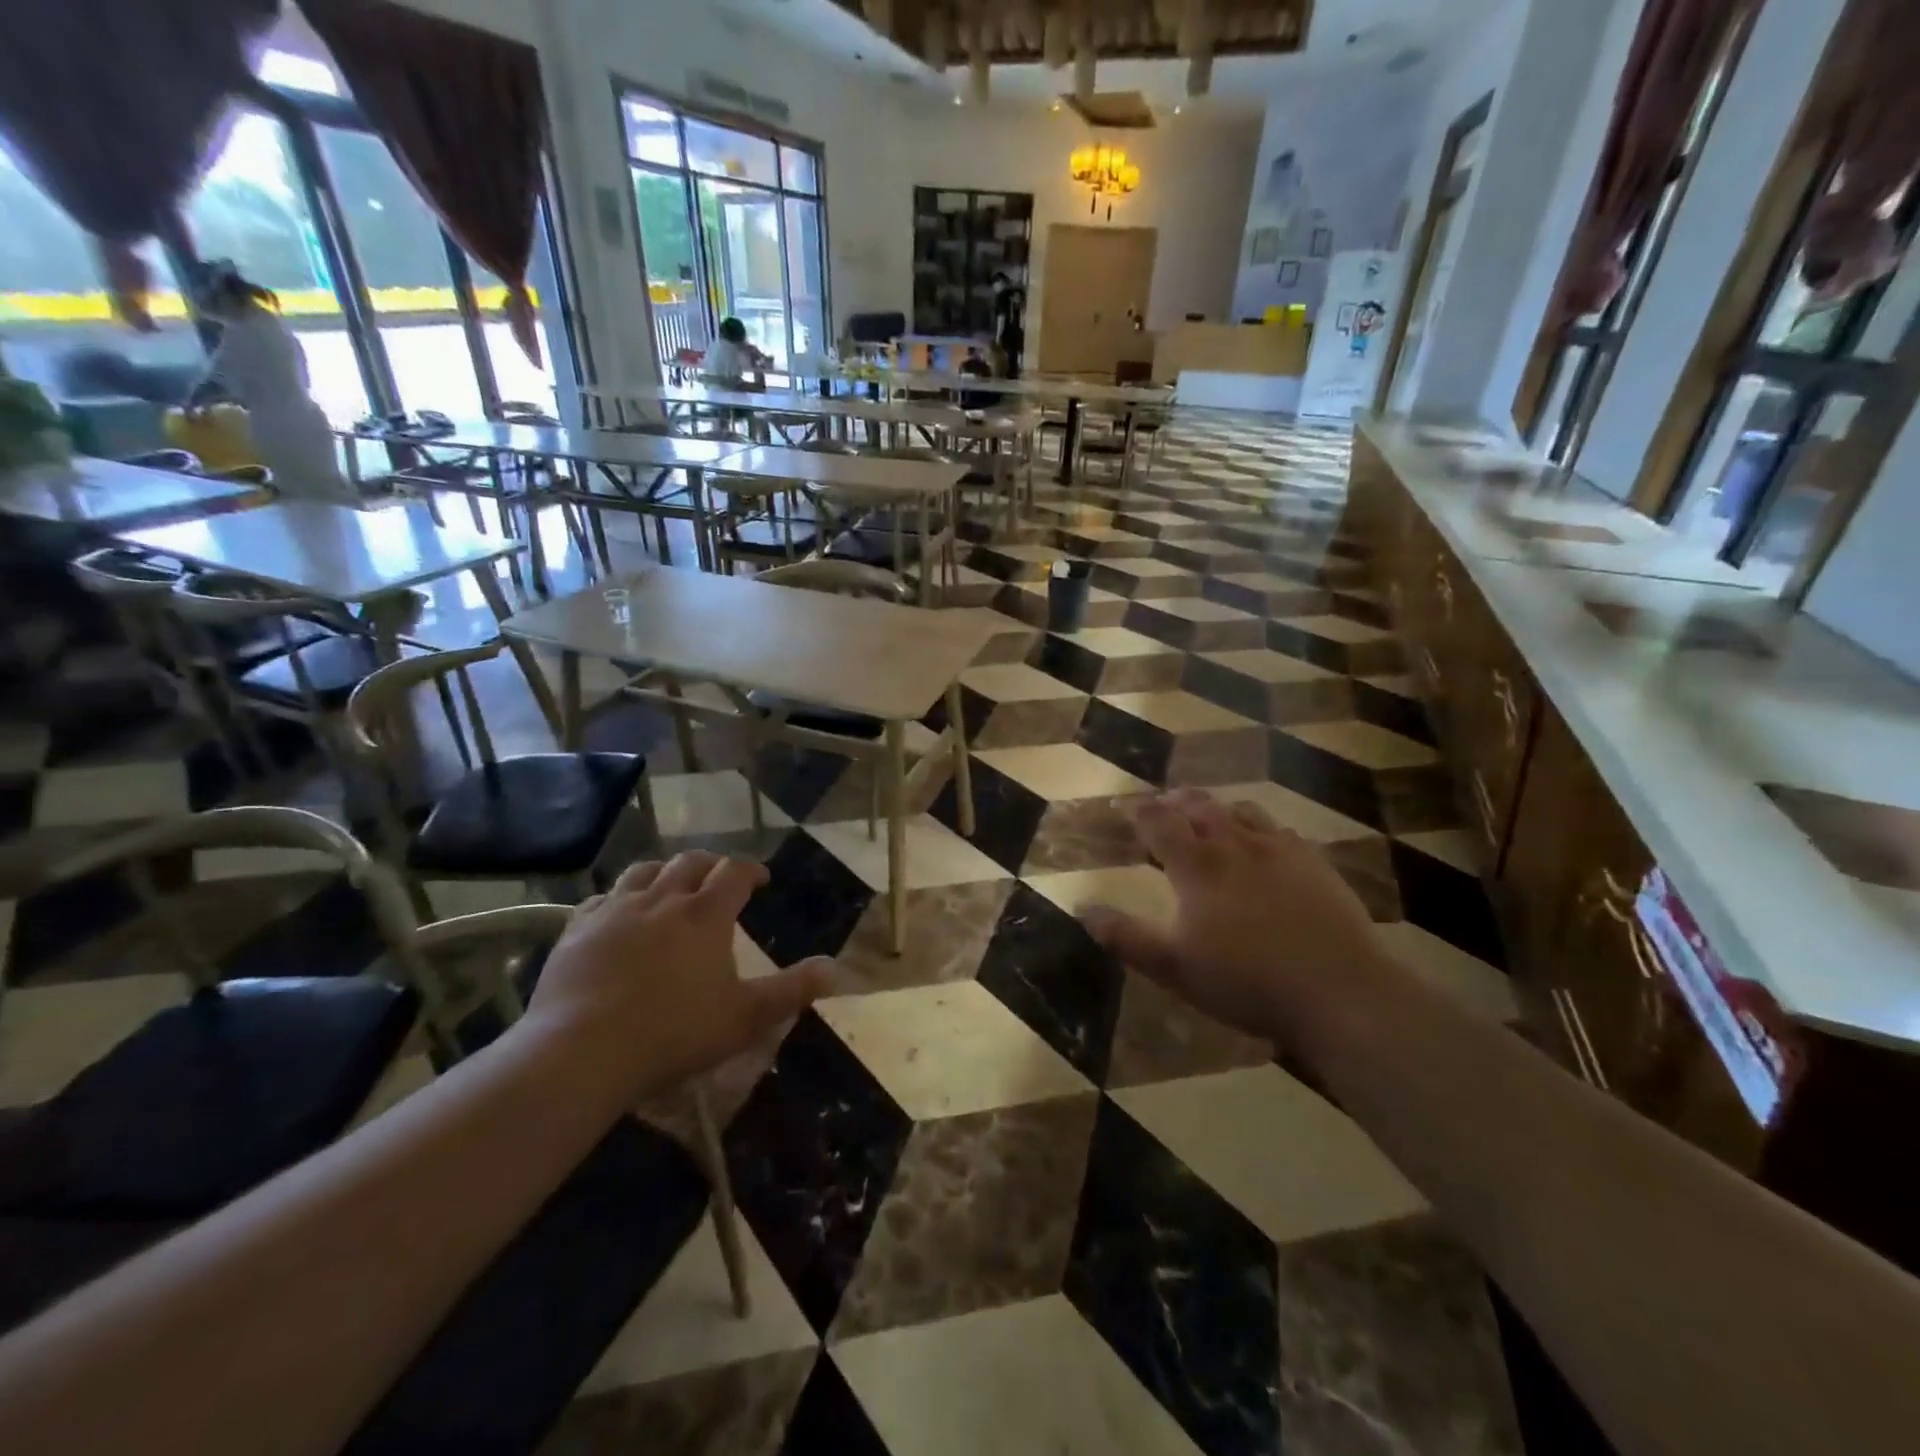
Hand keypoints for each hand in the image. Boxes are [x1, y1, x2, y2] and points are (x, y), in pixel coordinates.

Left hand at [525, 853, 830, 1099]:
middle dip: (710, 865)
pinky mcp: (576, 930)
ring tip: (671, 885)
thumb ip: (792, 990)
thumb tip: (834, 968)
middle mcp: (661, 900)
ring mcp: (614, 911)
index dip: (751, 870)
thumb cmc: (674, 1033)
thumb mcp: (745, 1017)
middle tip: (719, 878)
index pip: (734, 873)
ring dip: (664, 872)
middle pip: (689, 863)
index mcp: (705, 915)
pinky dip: (618, 899)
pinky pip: (600, 899)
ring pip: (644, 872)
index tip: (761, 879)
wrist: (582, 1052)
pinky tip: (617, 914)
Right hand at [1082, 791, 1391, 1044]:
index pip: (1159, 822)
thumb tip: (1082, 908)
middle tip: (1163, 803)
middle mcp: (1235, 844)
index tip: (1124, 806)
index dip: (1138, 810)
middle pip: (1199, 807)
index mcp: (1197, 866)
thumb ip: (1126, 937)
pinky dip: (1259, 827)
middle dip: (1175, 801)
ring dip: (1217, 808)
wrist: (1339, 992)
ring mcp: (1280, 850)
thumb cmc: (1246, 982)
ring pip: (1241, 811)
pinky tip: (1264, 842)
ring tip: (1208, 814)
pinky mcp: (1315, 863)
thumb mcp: (1174, 968)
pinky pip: (1281, 830)